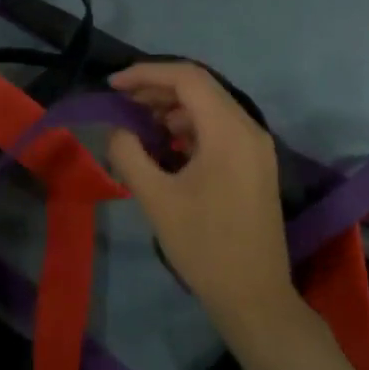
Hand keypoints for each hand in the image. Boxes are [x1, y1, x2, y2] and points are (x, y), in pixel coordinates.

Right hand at [106, 62, 293, 326]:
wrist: (253, 296)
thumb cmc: (204, 246)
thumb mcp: (157, 199)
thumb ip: (129, 154)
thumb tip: (118, 131)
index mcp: (229, 131)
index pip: (187, 78)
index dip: (146, 73)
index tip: (112, 86)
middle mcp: (249, 129)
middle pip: (200, 88)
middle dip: (156, 89)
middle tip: (121, 104)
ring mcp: (256, 148)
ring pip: (210, 108)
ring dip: (172, 108)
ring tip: (137, 126)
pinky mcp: (254, 165)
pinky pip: (218, 130)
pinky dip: (188, 128)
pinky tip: (164, 148)